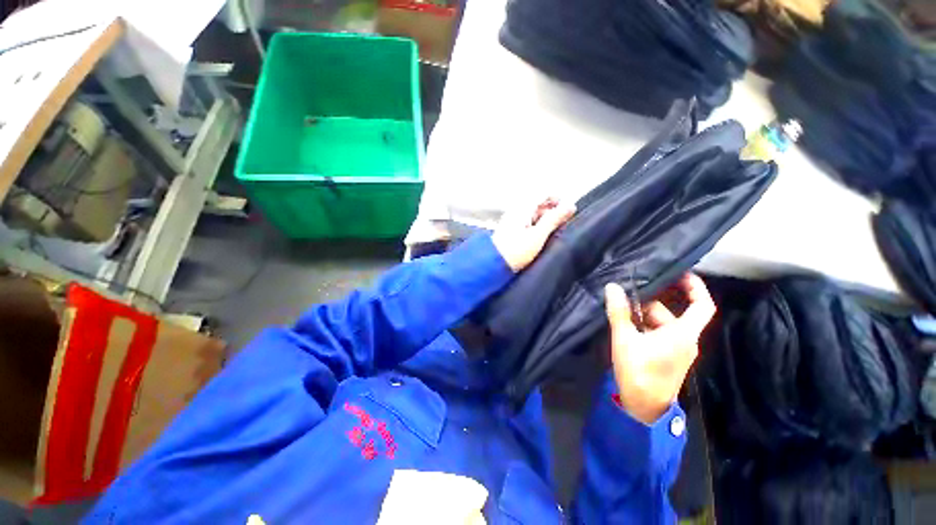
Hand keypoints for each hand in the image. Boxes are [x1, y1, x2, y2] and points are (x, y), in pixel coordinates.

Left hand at [492, 198, 574, 271]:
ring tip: (555, 233)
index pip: (544, 194)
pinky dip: (538, 228)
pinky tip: (542, 239)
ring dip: (547, 221)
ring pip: (534, 215)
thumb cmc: (515, 251)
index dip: (559, 200)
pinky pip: (529, 224)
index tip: (569, 211)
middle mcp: (516, 211)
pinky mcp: (512, 232)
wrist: (494, 265)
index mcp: (522, 208)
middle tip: (564, 223)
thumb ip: (553, 219)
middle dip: (554, 212)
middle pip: (539, 205)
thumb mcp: (538, 235)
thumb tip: (569, 206)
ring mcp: (513, 221)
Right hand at [604, 274, 715, 423]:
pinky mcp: (668, 357)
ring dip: (641, 317)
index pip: (702, 305)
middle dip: (648, 305)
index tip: (680, 272)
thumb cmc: (638, 373)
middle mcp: (685, 339)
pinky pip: (658, 334)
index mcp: (682, 334)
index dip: (695, 287)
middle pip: (672, 313)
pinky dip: (643, 327)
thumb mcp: (624, 339)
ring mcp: (677, 349)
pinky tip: (625, 327)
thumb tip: (612, 287)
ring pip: (661, 323)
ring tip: (620, 315)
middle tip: (623, 300)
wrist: (643, 408)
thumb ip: (619, 312)